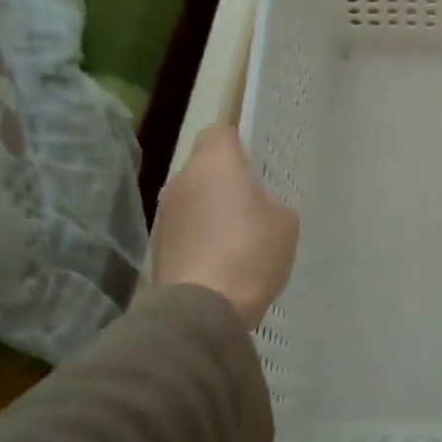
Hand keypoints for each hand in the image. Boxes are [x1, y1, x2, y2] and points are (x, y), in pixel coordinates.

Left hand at [150, 125, 298, 328]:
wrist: (202, 309)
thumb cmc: (250, 252)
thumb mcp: (285, 223)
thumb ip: (272, 203)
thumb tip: (258, 208)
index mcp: (215, 163)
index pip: (220, 132)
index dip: (239, 143)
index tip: (256, 163)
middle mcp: (182, 180)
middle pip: (204, 167)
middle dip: (225, 181)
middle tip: (253, 204)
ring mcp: (164, 214)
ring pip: (193, 199)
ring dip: (210, 211)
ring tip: (238, 239)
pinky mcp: (156, 247)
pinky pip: (185, 230)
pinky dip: (199, 238)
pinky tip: (221, 262)